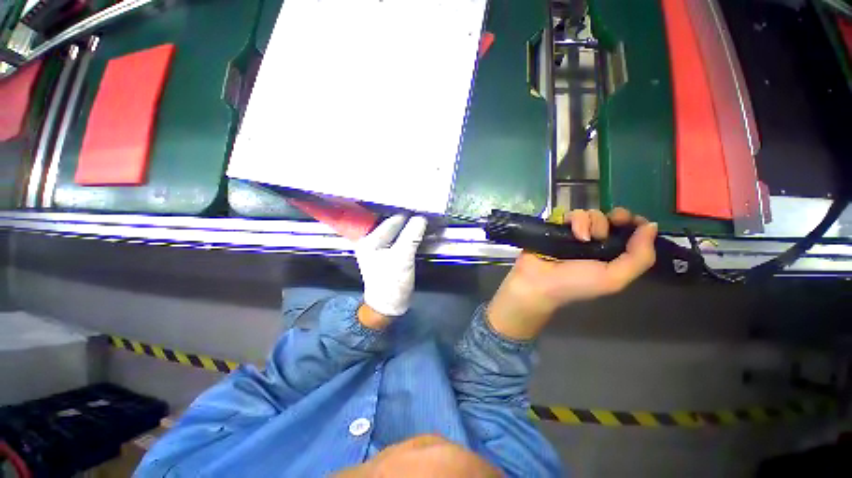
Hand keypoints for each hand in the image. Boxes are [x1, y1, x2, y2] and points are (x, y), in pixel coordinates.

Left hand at [354, 214, 427, 323]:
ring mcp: (382, 249)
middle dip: (411, 222)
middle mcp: (373, 241)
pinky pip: (402, 242)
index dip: (409, 216)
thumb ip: (411, 236)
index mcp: (370, 240)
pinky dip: (412, 238)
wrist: (390, 306)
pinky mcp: (391, 256)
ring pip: (400, 234)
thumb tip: (421, 217)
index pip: (392, 221)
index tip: (425, 211)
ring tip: (429, 224)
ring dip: (413, 230)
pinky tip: (423, 236)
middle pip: (395, 227)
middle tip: (428, 216)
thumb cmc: (392, 282)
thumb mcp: (402, 257)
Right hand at [487, 208, 657, 339]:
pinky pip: (570, 213)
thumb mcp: (614, 279)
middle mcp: (595, 241)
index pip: (628, 231)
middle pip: (610, 218)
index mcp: (611, 254)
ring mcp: (574, 233)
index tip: (630, 220)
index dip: (633, 221)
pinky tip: (570, 232)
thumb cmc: (575, 283)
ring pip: (590, 214)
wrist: (538, 281)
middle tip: (610, 224)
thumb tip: (651, 226)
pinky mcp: (557, 227)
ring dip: (590, 223)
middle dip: (612, 219)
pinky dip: (573, 220)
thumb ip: (639, 257)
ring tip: (580, 238)